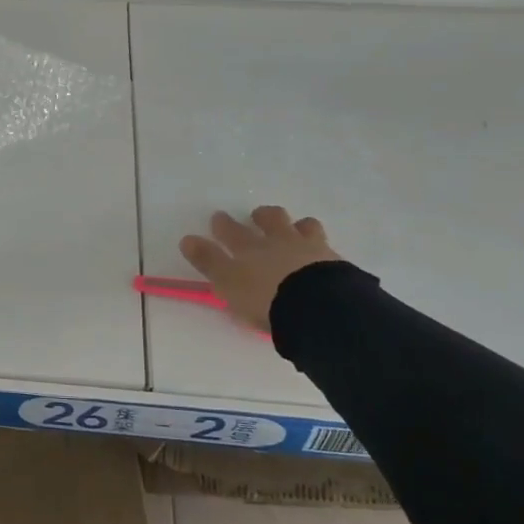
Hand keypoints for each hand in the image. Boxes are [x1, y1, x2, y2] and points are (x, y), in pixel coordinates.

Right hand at [180, 207, 341, 329]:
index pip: (231, 231)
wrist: (318, 307)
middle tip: (259, 216)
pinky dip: (320, 248)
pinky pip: (326, 248)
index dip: (223, 224)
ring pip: (304, 226)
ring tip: (296, 230)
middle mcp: (279, 242)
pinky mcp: (336, 263)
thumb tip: (186, 240)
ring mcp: (311, 249)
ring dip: (297, 226)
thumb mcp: (228, 283)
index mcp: (250, 248)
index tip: (218, 218)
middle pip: (271, 219)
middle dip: (263, 216)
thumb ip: (208, 262)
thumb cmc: (265, 298)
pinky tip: (322, 256)